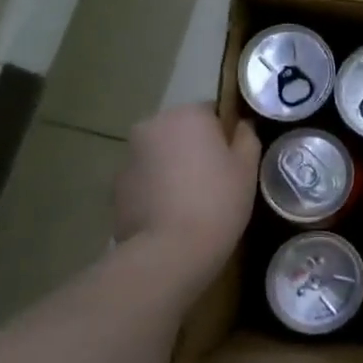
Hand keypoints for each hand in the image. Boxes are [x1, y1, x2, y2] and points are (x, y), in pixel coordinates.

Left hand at [113, 105, 260, 283]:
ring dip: (173, 169)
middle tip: (216, 181)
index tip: (234, 161)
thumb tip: (242, 125)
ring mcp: (128, 156)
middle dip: (195, 149)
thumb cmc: (218, 201)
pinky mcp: (115, 187)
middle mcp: (152, 125)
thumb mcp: (248, 167)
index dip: (226, 135)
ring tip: (191, 203)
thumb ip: (247, 137)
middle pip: (181, 131)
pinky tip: (171, 217)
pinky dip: (155, 190)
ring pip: (160, 155)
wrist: (169, 251)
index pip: (212, 111)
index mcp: (187, 114)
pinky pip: (144, 180)